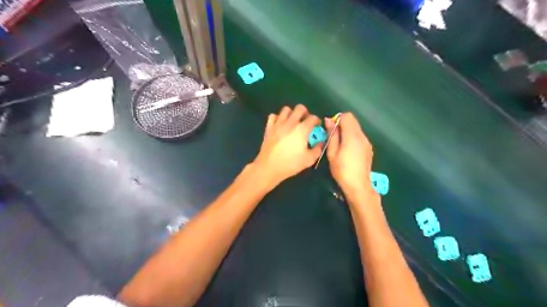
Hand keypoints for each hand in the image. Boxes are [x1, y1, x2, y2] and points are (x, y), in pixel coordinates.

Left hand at [253, 105, 323, 186]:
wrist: (269, 167)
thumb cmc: (290, 164)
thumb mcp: (309, 160)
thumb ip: (317, 149)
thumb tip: (320, 142)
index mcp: (302, 129)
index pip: (313, 118)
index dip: (317, 121)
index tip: (317, 127)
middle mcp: (290, 122)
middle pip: (300, 108)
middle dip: (305, 113)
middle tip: (305, 122)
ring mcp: (278, 124)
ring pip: (286, 109)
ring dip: (291, 114)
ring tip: (293, 122)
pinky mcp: (269, 127)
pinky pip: (273, 116)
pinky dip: (278, 118)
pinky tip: (280, 126)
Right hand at [324, 114, 376, 195]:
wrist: (358, 185)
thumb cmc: (342, 170)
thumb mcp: (332, 153)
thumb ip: (332, 135)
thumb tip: (329, 120)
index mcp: (352, 136)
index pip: (347, 116)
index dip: (338, 119)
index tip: (331, 130)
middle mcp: (362, 136)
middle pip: (353, 121)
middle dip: (342, 124)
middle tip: (334, 137)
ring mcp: (367, 142)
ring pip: (356, 128)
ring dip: (347, 131)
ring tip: (340, 145)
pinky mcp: (368, 148)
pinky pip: (360, 136)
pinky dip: (352, 138)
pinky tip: (348, 151)